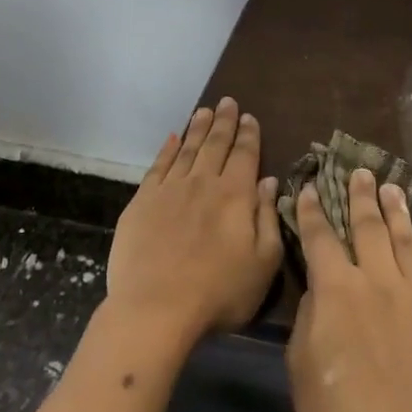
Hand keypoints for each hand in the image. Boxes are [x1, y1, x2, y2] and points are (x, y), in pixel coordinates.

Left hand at [106, 98, 282, 346]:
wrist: (156, 309)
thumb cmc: (219, 292)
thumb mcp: (263, 262)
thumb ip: (268, 218)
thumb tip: (269, 183)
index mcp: (235, 195)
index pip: (245, 155)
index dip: (249, 135)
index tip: (250, 117)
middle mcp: (203, 183)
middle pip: (215, 145)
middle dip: (224, 122)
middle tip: (227, 102)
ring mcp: (169, 190)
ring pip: (186, 150)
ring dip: (197, 128)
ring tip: (204, 111)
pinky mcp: (142, 202)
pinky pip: (158, 166)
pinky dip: (167, 149)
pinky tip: (172, 139)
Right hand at [286, 170, 411, 411]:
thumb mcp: (301, 366)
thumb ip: (311, 317)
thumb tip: (320, 288)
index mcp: (336, 290)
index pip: (320, 238)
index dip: (313, 210)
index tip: (311, 186)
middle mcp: (378, 281)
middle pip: (369, 227)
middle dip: (361, 196)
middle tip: (361, 171)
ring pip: (407, 241)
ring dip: (398, 211)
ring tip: (393, 187)